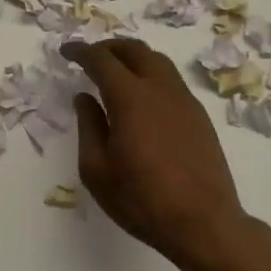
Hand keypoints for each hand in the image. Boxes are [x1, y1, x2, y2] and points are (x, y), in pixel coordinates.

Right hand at [61, 40, 249, 270]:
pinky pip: (171, 80)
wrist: (204, 224)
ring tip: (117, 71)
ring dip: (133, 57)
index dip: (81, 51)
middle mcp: (160, 88)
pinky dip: (151, 74)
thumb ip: (88, 126)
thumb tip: (84, 97)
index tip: (66, 50)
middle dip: (108, 47)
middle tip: (90, 56)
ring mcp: (184, 100)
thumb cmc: (142, 200)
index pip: (101, 60)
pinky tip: (143, 97)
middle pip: (134, 50)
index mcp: (130, 97)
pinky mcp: (199, 116)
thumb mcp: (97, 170)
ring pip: (157, 60)